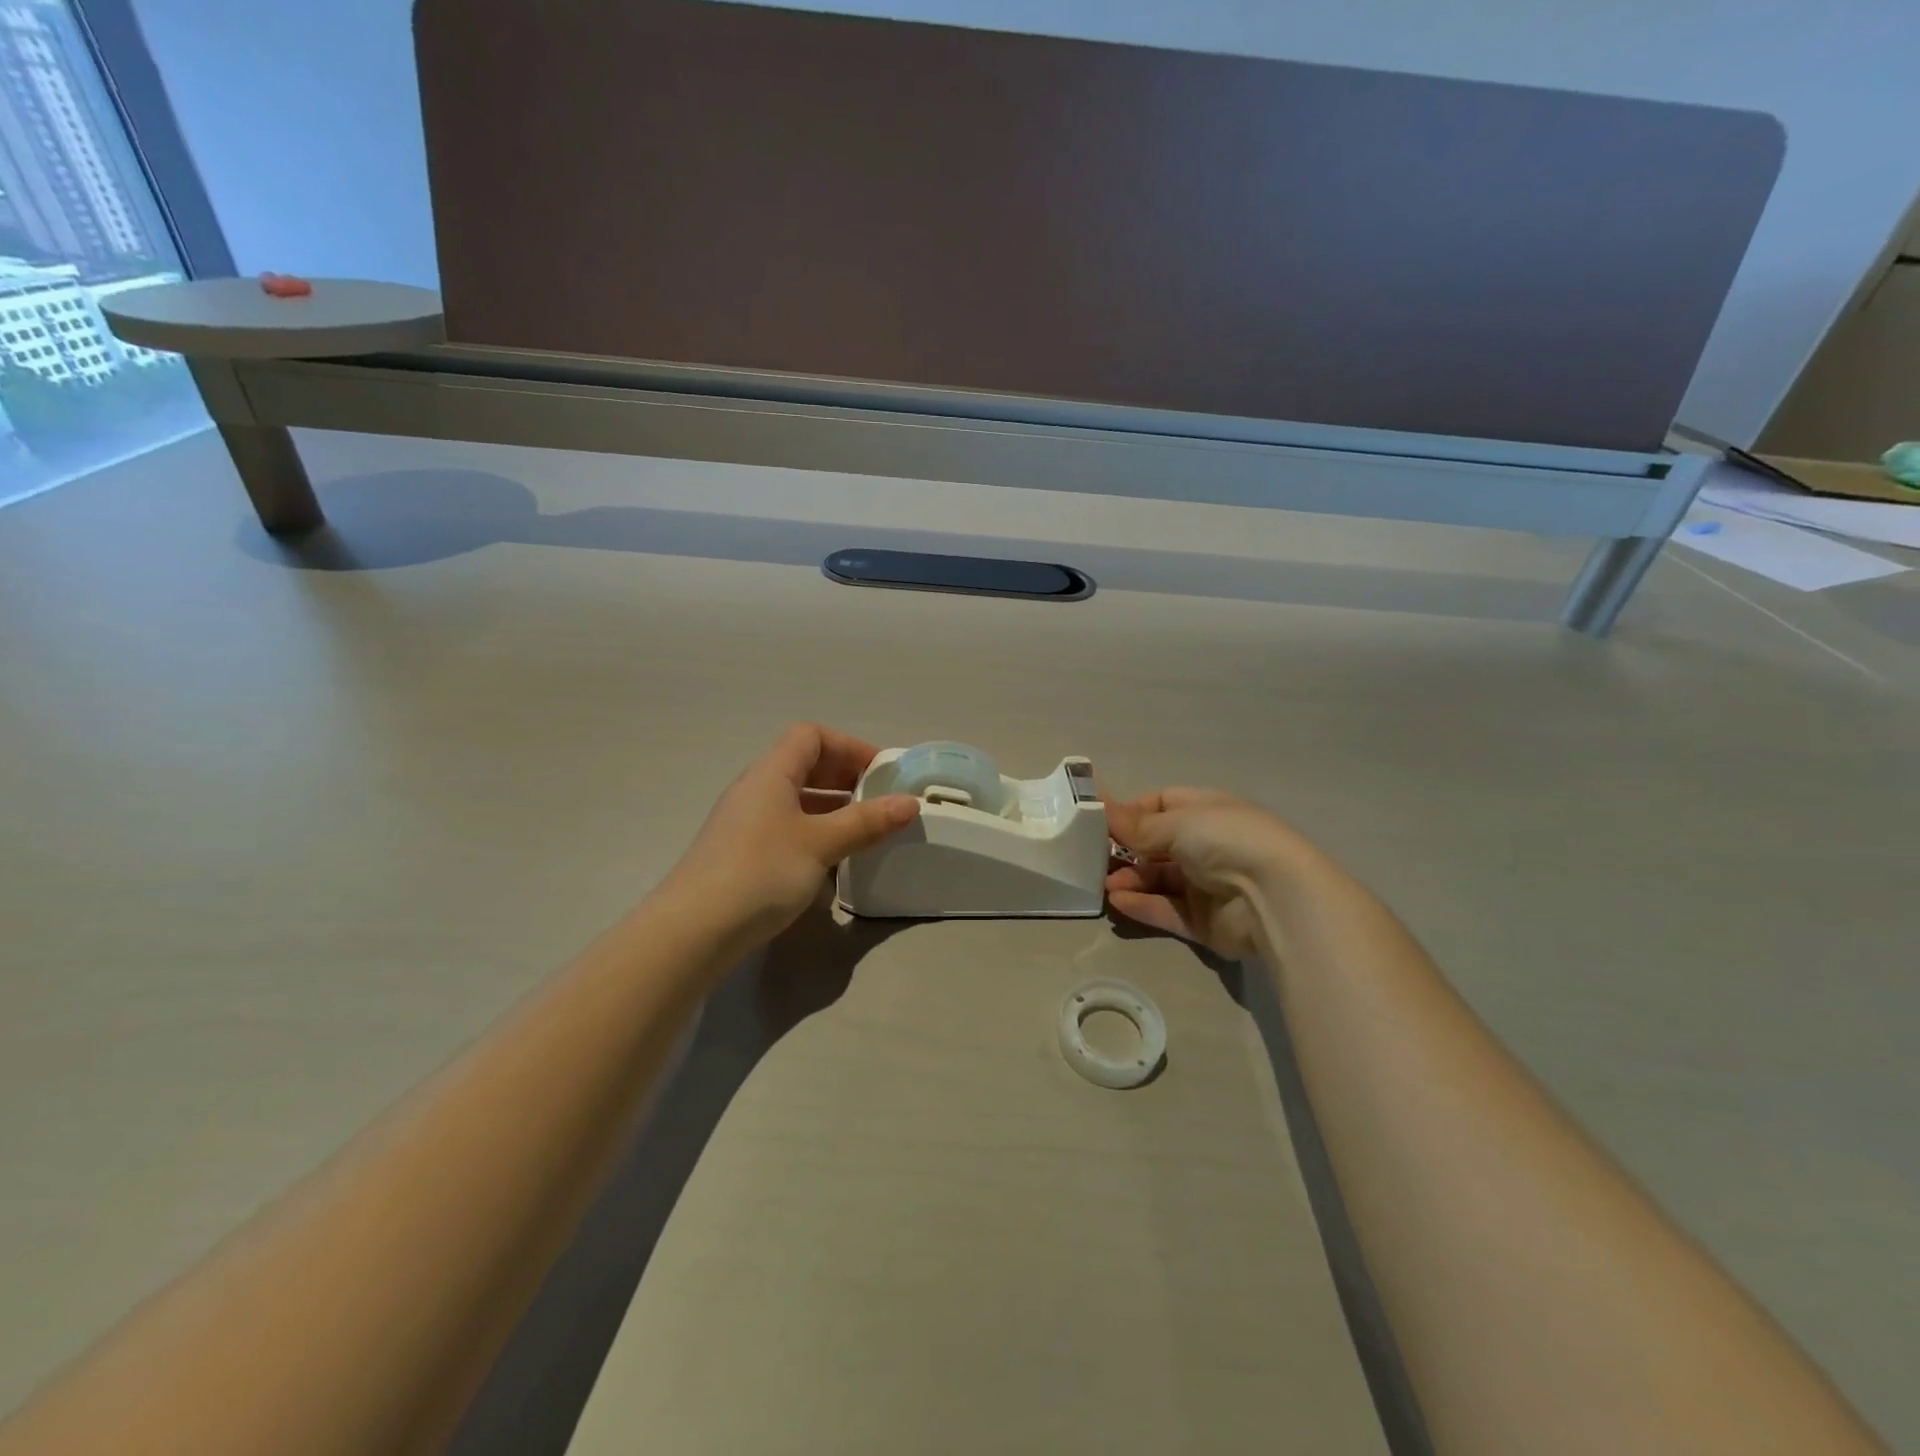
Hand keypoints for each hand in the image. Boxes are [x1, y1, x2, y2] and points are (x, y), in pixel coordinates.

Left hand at [666, 725, 920, 944]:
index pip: (812, 736)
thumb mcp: (821, 844)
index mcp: (771, 773)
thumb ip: (866, 822)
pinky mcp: (743, 854)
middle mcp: (756, 790)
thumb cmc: (761, 871)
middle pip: (804, 765)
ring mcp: (746, 823)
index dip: (850, 746)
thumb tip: (910, 803)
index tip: (882, 772)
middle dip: (846, 777)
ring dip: (833, 809)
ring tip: (865, 831)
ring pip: (797, 801)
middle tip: (880, 801)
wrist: (694, 931)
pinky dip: (815, 834)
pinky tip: (833, 863)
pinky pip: (787, 829)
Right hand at [1106, 789, 1306, 959]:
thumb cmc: (1226, 841)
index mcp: (1206, 811)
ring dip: (1130, 880)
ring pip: (1158, 880)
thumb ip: (1135, 824)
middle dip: (1125, 850)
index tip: (1100, 821)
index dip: (1132, 812)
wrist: (1274, 897)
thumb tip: (1099, 805)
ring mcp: (1205, 885)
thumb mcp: (1177, 823)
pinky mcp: (1203, 921)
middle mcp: (1206, 845)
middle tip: (1092, 857)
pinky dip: (1142, 906)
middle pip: (1156, 846)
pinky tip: (1118, 902)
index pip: (1162, 805)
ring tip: (1105, 885)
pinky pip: (1166, 910)